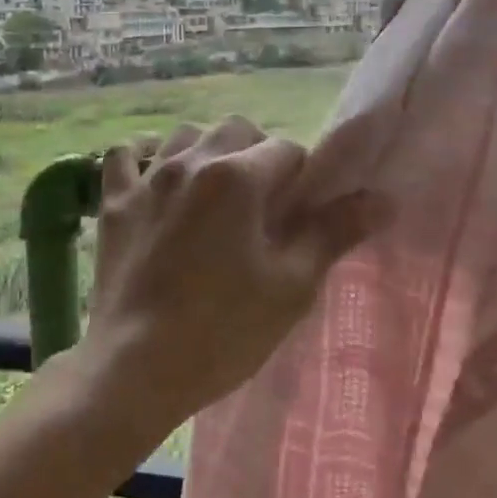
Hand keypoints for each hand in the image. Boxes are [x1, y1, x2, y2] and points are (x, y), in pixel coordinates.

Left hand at [74, 117, 386, 437]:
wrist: (136, 367)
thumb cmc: (223, 330)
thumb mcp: (291, 286)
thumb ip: (333, 233)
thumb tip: (382, 199)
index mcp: (237, 177)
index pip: (287, 150)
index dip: (302, 178)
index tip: (300, 213)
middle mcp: (190, 162)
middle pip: (236, 130)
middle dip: (258, 154)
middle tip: (262, 204)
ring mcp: (146, 179)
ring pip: (184, 135)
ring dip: (207, 150)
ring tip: (214, 190)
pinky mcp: (114, 202)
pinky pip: (124, 155)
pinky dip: (143, 155)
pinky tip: (154, 172)